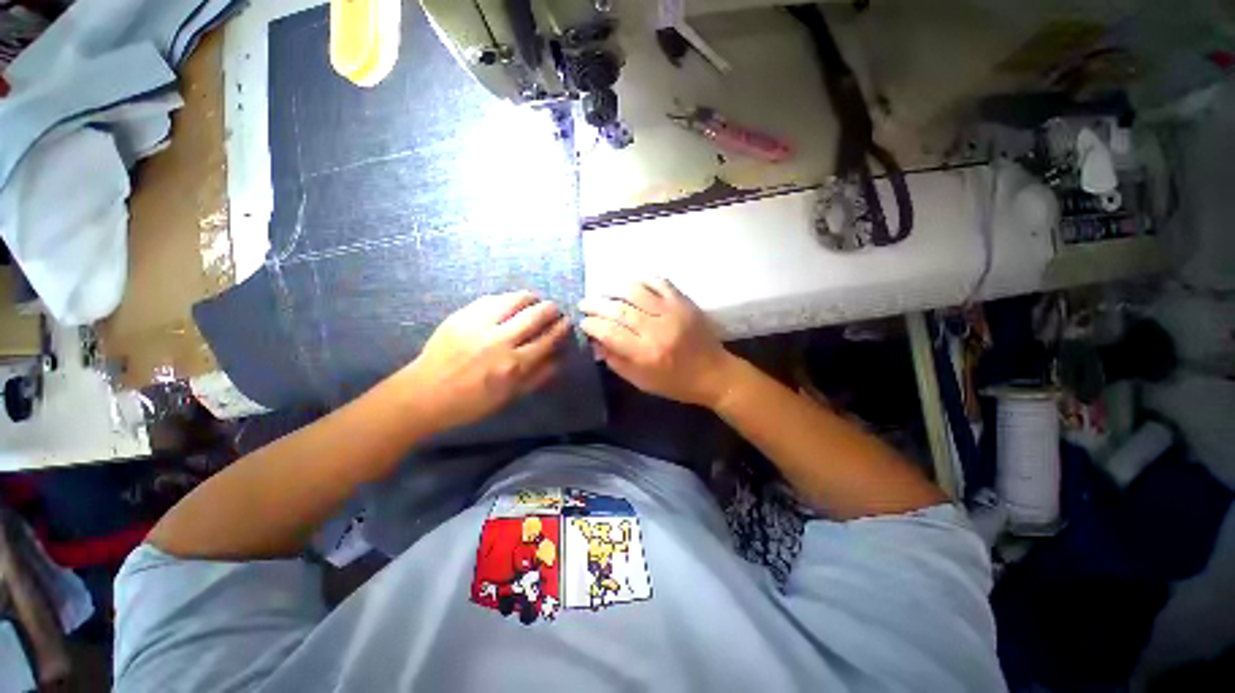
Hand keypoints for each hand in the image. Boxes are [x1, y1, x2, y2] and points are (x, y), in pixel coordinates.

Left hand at [402, 292, 569, 430]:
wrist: (425, 393)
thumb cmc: (471, 402)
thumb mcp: (511, 396)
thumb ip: (539, 377)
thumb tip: (560, 357)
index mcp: (515, 365)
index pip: (548, 339)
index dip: (561, 328)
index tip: (567, 323)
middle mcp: (501, 341)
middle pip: (536, 315)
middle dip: (551, 310)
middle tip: (554, 310)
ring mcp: (480, 325)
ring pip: (516, 300)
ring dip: (531, 298)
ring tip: (535, 301)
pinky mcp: (462, 316)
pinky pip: (492, 299)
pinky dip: (506, 298)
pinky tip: (509, 303)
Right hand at [580, 279, 734, 407]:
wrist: (714, 374)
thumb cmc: (676, 383)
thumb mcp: (642, 381)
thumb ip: (616, 361)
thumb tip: (595, 341)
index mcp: (646, 354)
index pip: (609, 332)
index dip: (591, 325)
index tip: (583, 322)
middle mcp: (657, 330)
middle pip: (618, 309)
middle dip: (596, 305)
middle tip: (584, 304)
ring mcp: (672, 312)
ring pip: (635, 291)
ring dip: (614, 290)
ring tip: (604, 294)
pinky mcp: (684, 302)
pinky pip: (658, 282)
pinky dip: (641, 280)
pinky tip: (631, 285)